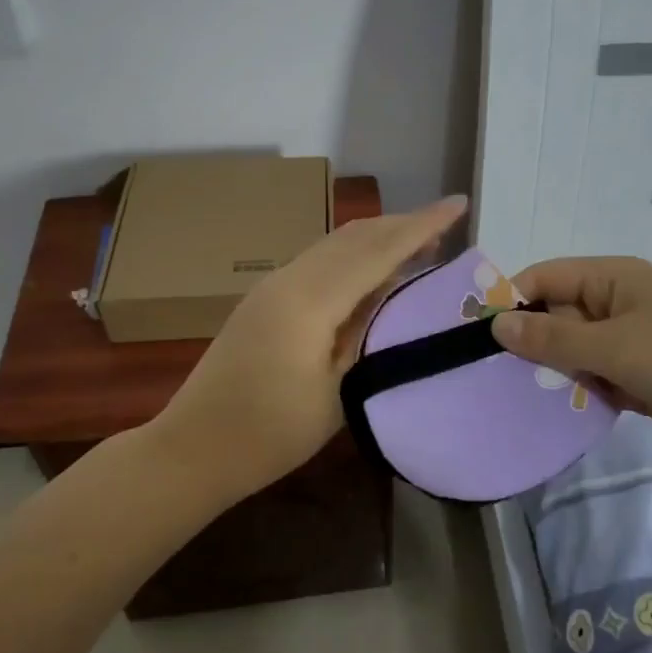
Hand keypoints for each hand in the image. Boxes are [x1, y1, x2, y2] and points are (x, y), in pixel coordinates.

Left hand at [157, 195, 468, 499]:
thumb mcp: (337, 392)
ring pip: (335, 244)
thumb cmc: (269, 434)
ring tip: (419, 242)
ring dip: (378, 237)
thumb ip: (367, 336)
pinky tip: (372, 272)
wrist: (192, 448)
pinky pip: (319, 261)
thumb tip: (396, 297)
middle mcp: (290, 279)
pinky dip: (354, 255)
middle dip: (403, 223)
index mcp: (310, 300)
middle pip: (356, 236)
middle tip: (447, 222)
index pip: (378, 251)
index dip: (423, 226)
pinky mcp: (264, 300)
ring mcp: (272, 286)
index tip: (459, 204)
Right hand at [490, 256, 651, 458]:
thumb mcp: (612, 346)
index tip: (480, 335)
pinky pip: (594, 372)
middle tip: (498, 373)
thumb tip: (495, 326)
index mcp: (613, 276)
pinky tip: (561, 408)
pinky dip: (580, 387)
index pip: (547, 276)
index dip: (513, 299)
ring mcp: (629, 337)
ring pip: (573, 347)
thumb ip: (552, 338)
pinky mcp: (638, 371)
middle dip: (533, 341)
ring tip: (523, 394)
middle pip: (557, 312)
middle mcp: (617, 300)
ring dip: (555, 369)